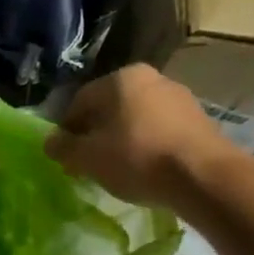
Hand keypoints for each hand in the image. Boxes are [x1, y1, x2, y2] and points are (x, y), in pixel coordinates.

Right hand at [45, 65, 238, 210]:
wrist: (203, 176)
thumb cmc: (136, 158)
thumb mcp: (88, 157)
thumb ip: (63, 147)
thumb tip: (50, 142)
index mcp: (120, 78)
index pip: (79, 101)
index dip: (66, 130)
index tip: (64, 155)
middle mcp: (151, 78)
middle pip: (110, 108)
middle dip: (96, 133)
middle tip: (88, 162)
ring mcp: (180, 97)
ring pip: (137, 119)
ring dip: (122, 140)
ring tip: (117, 169)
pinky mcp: (200, 120)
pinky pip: (161, 130)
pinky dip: (148, 146)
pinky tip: (146, 169)